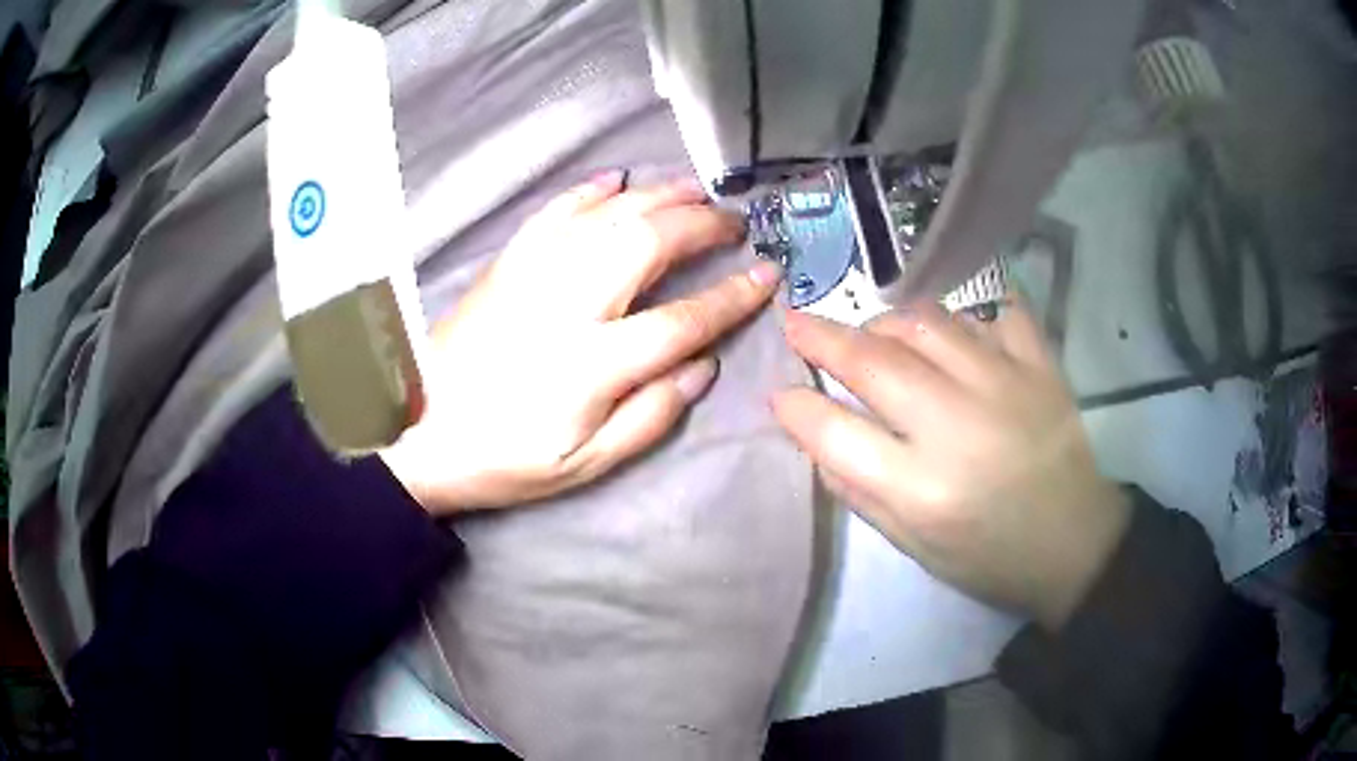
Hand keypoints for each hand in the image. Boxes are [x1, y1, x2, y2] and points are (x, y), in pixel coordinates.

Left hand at [382, 174, 781, 513]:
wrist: (420, 431)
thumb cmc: (505, 457)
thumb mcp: (585, 464)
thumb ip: (650, 416)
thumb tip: (703, 367)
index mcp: (591, 364)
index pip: (681, 320)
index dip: (731, 297)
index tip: (766, 276)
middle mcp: (567, 303)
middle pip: (648, 242)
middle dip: (702, 225)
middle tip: (734, 224)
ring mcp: (532, 273)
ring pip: (608, 213)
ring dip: (659, 195)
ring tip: (696, 191)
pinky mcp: (507, 261)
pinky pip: (556, 210)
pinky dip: (591, 189)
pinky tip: (618, 178)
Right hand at [771, 301, 1129, 630]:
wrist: (1073, 542)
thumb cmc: (988, 556)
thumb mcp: (912, 545)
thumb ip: (858, 489)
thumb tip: (814, 431)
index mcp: (922, 489)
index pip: (835, 433)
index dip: (797, 409)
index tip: (780, 393)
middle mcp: (959, 426)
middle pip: (875, 361)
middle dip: (823, 337)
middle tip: (798, 324)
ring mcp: (1005, 384)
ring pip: (928, 321)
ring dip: (887, 321)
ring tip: (876, 334)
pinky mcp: (1040, 364)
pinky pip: (995, 308)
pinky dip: (965, 307)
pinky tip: (948, 323)